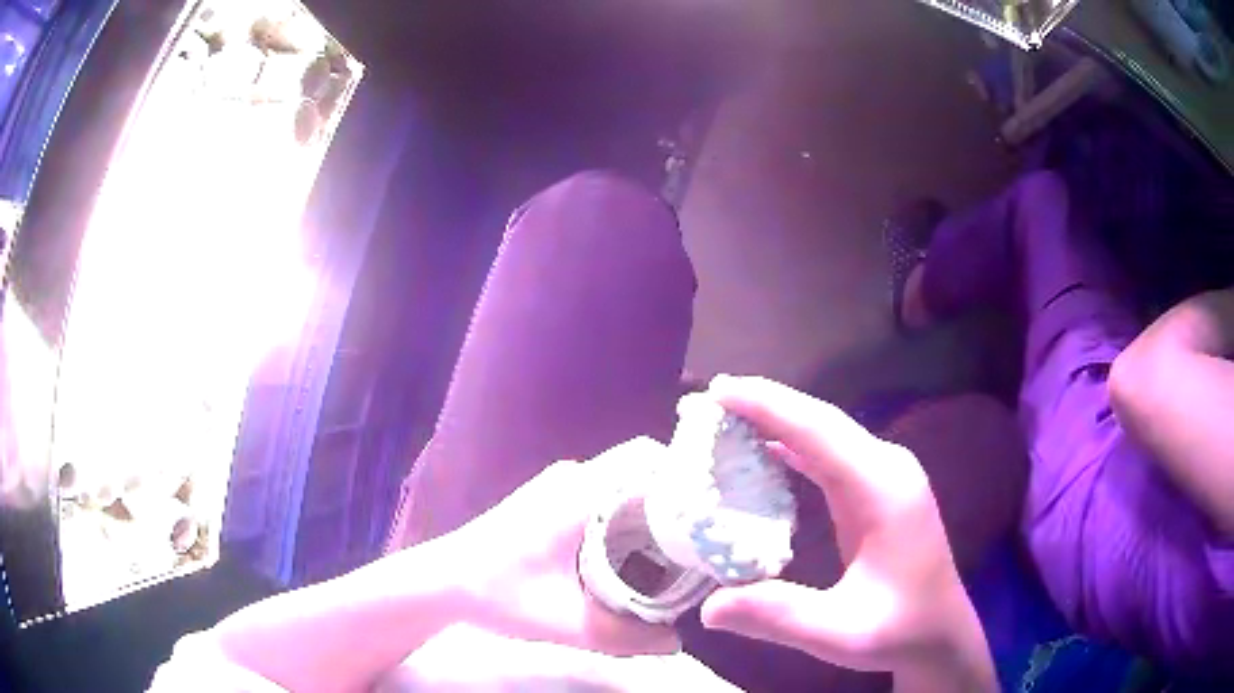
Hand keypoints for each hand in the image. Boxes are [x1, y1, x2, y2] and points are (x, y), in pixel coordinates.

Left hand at [446, 437, 681, 656]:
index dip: (685, 476)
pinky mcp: (550, 496)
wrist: (443, 582)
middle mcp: (573, 476)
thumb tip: (678, 643)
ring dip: (650, 505)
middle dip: (675, 496)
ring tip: (677, 546)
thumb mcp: (567, 623)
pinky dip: (627, 510)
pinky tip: (635, 549)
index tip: (712, 511)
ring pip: (623, 480)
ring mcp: (558, 483)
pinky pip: (604, 490)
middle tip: (701, 537)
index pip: (647, 457)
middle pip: (642, 467)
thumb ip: (626, 638)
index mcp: (580, 493)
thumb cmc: (499, 595)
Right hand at [698, 376, 994, 689]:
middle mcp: (887, 468)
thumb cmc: (899, 630)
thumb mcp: (837, 633)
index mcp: (882, 489)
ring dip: (780, 420)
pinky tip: (768, 450)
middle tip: (713, 396)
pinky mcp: (879, 489)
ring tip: (729, 416)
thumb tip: (708, 607)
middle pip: (821, 420)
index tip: (719, 391)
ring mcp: (886, 475)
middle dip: (767, 403)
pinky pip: (832, 454)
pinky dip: (795, 445)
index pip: (818, 431)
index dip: (768, 406)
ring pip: (826, 432)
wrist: (940, 633)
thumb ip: (777, 616)